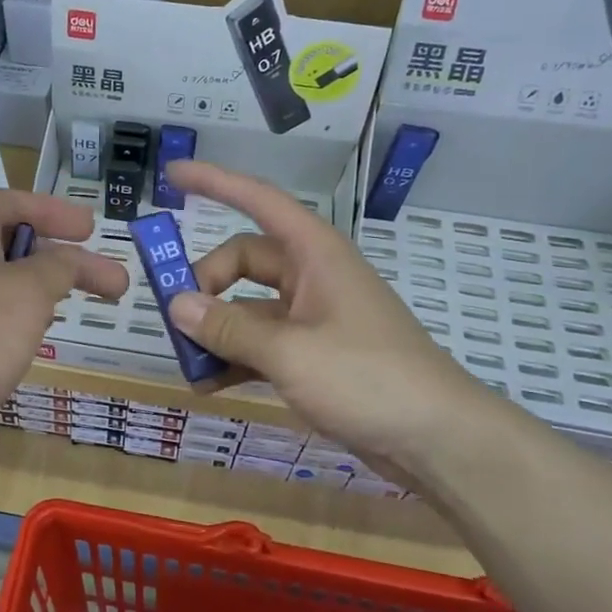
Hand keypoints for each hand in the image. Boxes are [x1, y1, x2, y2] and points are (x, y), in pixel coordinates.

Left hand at [0, 189, 127, 474]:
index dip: (59, 213)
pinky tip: (20, 344)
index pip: (18, 201)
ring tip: (64, 312)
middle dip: (54, 260)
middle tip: (96, 280)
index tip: (92, 229)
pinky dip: (4, 318)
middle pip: (7, 241)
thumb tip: (68, 259)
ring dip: (31, 292)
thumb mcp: (28, 295)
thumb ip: (58, 269)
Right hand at [165, 160, 498, 471]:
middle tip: (175, 319)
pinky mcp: (315, 355)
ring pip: (249, 308)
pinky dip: (235, 358)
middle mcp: (312, 277)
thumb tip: (176, 305)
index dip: (215, 182)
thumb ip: (229, 328)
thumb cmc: (368, 379)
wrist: (438, 438)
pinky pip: (263, 344)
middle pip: (244, 261)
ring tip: (185, 361)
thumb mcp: (290, 353)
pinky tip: (208, 383)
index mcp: (315, 254)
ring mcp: (314, 318)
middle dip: (205, 283)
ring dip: (216, 329)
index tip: (173, 173)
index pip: (258, 200)